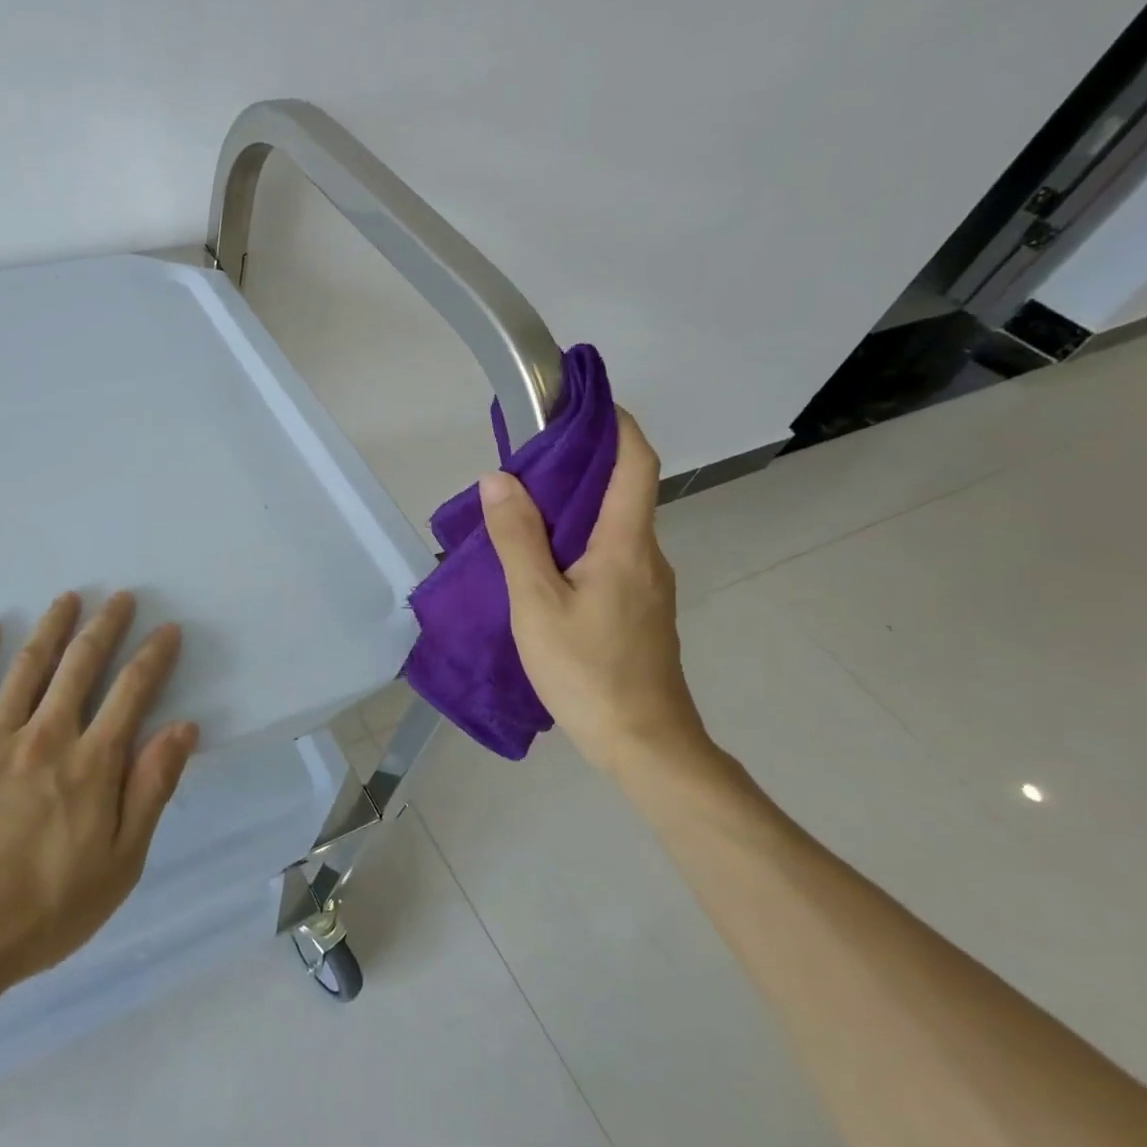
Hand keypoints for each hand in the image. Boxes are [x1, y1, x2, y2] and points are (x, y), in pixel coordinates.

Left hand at [0, 591, 198, 993]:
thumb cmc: (39, 913)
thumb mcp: (118, 865)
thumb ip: (150, 791)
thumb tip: (182, 728)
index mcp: (91, 764)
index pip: (132, 692)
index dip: (153, 656)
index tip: (167, 629)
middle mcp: (45, 736)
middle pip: (81, 665)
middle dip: (105, 627)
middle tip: (120, 598)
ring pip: (28, 666)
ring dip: (52, 627)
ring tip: (68, 598)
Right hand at [479, 410, 707, 773]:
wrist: (644, 743)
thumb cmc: (588, 670)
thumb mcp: (537, 603)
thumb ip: (517, 538)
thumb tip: (499, 479)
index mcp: (626, 544)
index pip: (636, 464)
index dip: (617, 425)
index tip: (582, 403)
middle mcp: (646, 556)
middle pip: (622, 491)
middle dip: (581, 463)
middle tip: (527, 457)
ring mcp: (646, 585)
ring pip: (613, 527)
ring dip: (575, 505)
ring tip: (522, 507)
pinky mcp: (638, 610)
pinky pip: (610, 555)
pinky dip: (578, 539)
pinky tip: (543, 561)